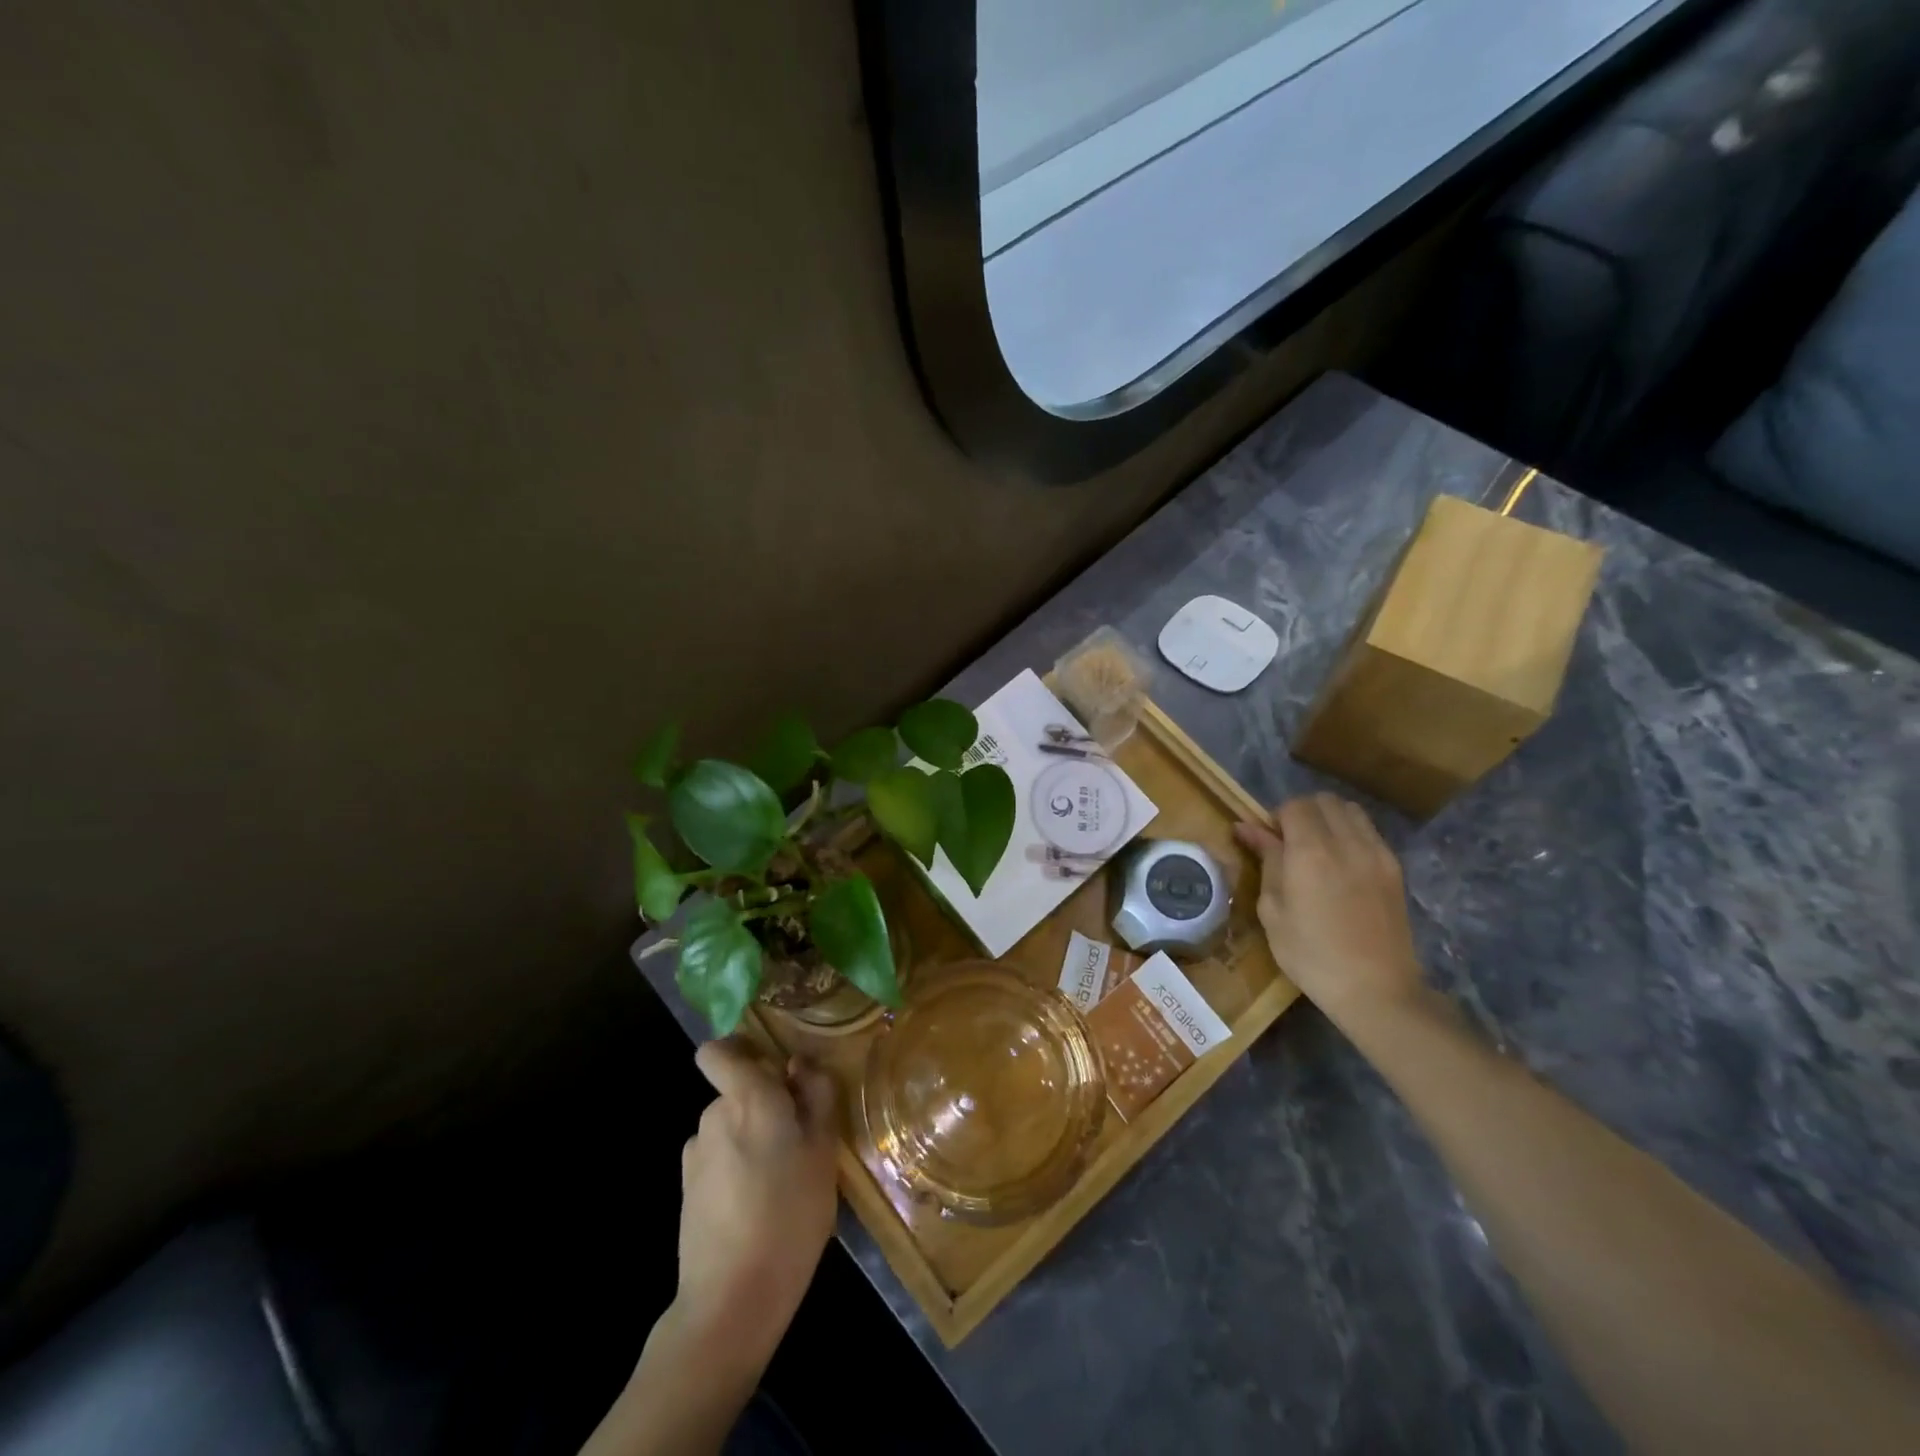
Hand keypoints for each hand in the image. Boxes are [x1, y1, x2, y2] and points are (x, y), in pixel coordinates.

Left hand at [670, 1039, 838, 1368]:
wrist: (732, 1299)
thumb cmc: (790, 1215)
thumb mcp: (824, 1151)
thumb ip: (816, 1096)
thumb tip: (800, 1066)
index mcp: (749, 1098)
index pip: (718, 1052)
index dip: (739, 1050)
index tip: (771, 1069)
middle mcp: (714, 1116)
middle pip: (736, 1091)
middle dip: (763, 1105)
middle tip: (798, 1140)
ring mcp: (695, 1154)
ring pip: (729, 1127)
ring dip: (750, 1139)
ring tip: (781, 1181)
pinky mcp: (686, 1190)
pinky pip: (717, 1159)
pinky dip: (734, 1169)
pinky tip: (755, 1206)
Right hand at [1234, 794, 1422, 1031]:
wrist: (1376, 989)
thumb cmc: (1311, 955)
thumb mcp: (1273, 910)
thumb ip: (1266, 860)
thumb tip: (1246, 827)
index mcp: (1311, 852)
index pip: (1294, 806)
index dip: (1275, 817)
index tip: (1266, 840)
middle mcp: (1347, 842)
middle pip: (1323, 801)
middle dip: (1302, 812)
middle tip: (1289, 842)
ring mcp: (1376, 853)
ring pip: (1350, 810)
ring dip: (1328, 818)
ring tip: (1317, 848)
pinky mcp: (1394, 868)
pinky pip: (1369, 832)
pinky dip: (1350, 833)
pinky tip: (1341, 863)